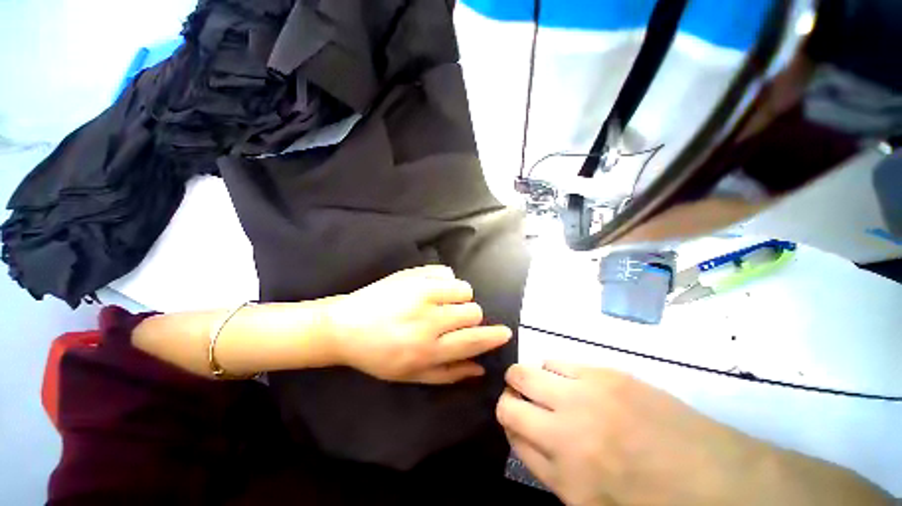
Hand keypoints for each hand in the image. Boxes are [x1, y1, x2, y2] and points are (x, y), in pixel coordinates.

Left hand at [326, 265, 511, 383]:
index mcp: (427, 350)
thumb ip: (449, 373)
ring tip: (443, 302)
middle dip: (470, 317)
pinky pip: (447, 272)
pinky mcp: (413, 275)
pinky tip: (431, 289)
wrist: (344, 327)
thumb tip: (480, 367)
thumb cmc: (378, 356)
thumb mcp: (411, 375)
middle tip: (453, 319)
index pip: (473, 340)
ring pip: (464, 289)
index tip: (505, 332)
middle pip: (473, 311)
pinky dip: (446, 281)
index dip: (493, 336)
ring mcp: (420, 292)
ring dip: (459, 298)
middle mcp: (428, 320)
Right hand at [495, 362, 766, 505]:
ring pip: (529, 371)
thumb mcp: (588, 502)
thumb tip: (520, 428)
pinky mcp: (607, 373)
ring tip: (552, 392)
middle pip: (511, 397)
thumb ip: (545, 465)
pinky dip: (556, 372)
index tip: (515, 418)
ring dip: (533, 381)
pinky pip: (559, 361)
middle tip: (525, 400)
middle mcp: (566, 429)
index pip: (510, 430)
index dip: (508, 421)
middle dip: (511, 396)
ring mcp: (586, 394)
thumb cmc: (647, 499)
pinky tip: (575, 384)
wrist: (715, 479)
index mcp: (563, 472)